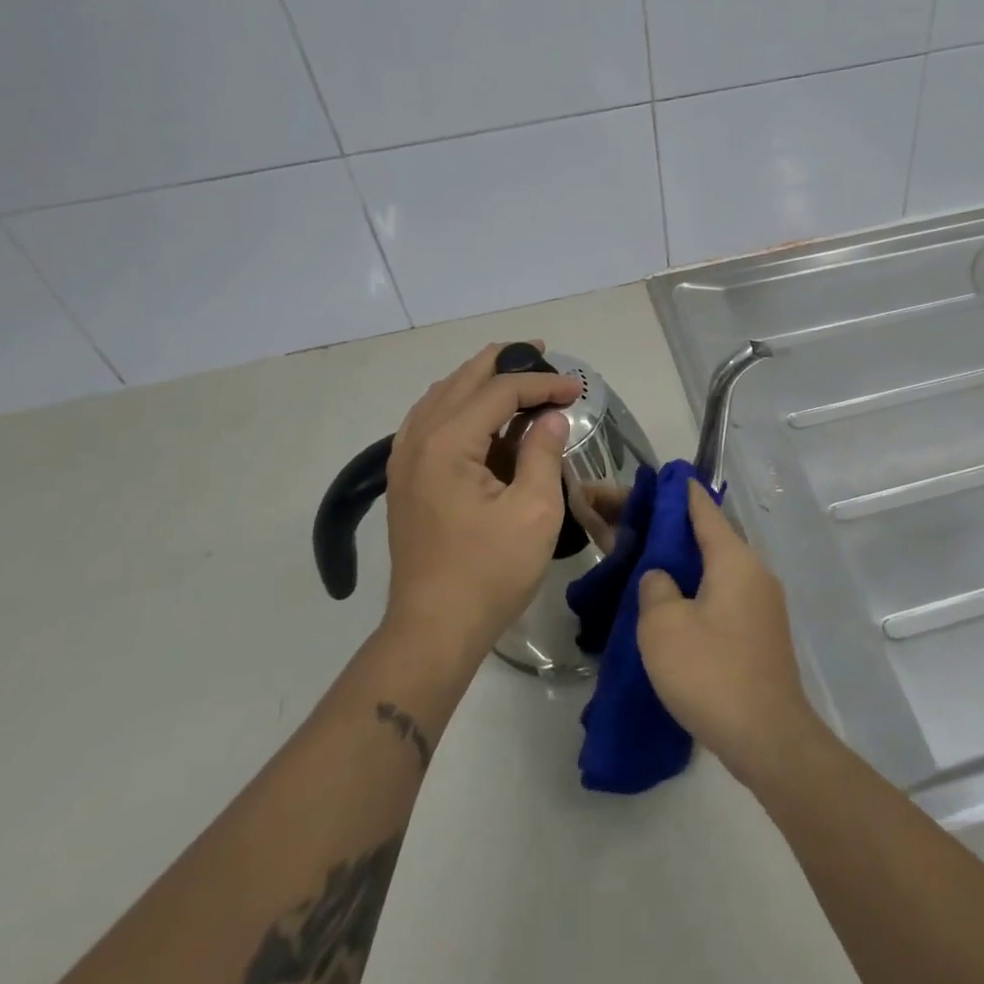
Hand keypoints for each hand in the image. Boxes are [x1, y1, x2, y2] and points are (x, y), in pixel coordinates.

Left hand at [381, 343, 581, 667]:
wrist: (434, 629)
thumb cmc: (490, 572)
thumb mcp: (534, 511)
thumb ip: (542, 452)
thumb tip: (550, 417)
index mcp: (448, 443)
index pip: (499, 391)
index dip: (542, 383)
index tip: (578, 388)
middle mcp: (418, 439)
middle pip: (463, 380)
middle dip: (506, 363)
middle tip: (543, 354)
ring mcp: (405, 458)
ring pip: (442, 396)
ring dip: (480, 380)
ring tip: (516, 375)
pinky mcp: (406, 478)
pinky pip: (431, 419)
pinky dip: (460, 404)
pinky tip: (482, 414)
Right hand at [636, 480, 820, 783]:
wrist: (768, 738)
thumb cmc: (711, 672)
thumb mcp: (663, 626)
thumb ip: (655, 587)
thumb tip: (662, 577)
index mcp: (734, 558)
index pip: (704, 509)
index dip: (679, 491)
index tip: (658, 478)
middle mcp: (755, 571)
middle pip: (711, 537)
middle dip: (675, 531)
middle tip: (637, 529)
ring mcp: (763, 603)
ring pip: (718, 569)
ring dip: (686, 564)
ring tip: (649, 567)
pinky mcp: (762, 632)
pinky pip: (726, 595)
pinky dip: (700, 590)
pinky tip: (675, 608)